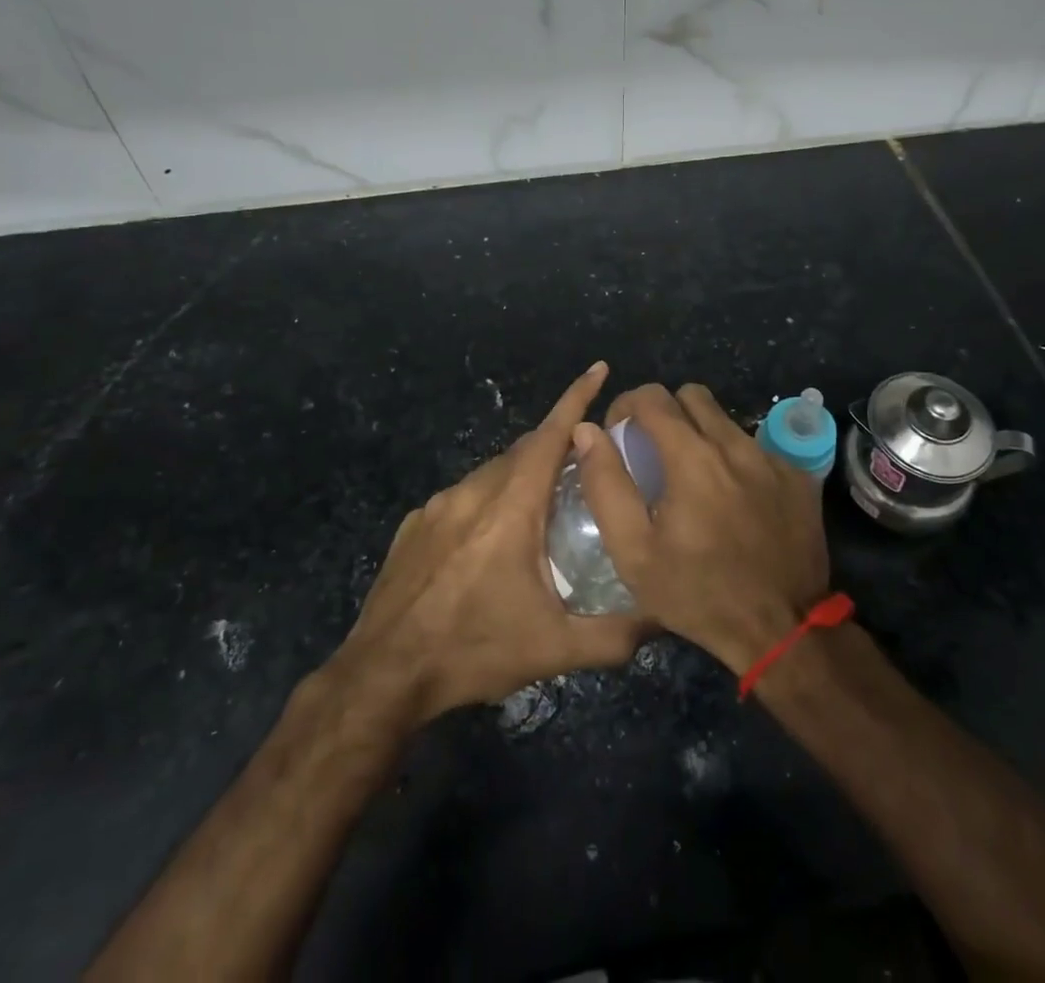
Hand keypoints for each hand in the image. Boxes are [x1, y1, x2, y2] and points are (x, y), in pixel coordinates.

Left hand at [332, 362, 646, 726]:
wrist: (383, 676)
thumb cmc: (472, 651)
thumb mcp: (553, 650)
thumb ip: (614, 635)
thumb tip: (661, 617)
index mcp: (511, 507)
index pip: (551, 435)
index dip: (577, 398)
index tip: (599, 368)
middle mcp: (474, 492)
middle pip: (524, 450)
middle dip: (557, 446)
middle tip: (585, 465)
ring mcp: (438, 506)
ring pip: (491, 473)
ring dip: (521, 477)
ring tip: (542, 508)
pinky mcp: (414, 524)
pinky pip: (461, 497)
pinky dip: (486, 501)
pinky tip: (489, 542)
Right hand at [573, 383, 829, 674]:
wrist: (782, 629)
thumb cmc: (698, 595)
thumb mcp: (634, 552)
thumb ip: (606, 484)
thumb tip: (588, 432)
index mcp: (692, 458)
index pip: (653, 397)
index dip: (628, 405)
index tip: (621, 433)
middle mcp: (735, 444)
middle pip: (692, 395)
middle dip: (666, 412)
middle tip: (655, 451)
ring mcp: (772, 458)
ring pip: (726, 420)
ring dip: (702, 434)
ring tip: (694, 479)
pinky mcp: (798, 476)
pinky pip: (757, 447)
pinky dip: (736, 460)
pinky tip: (734, 500)